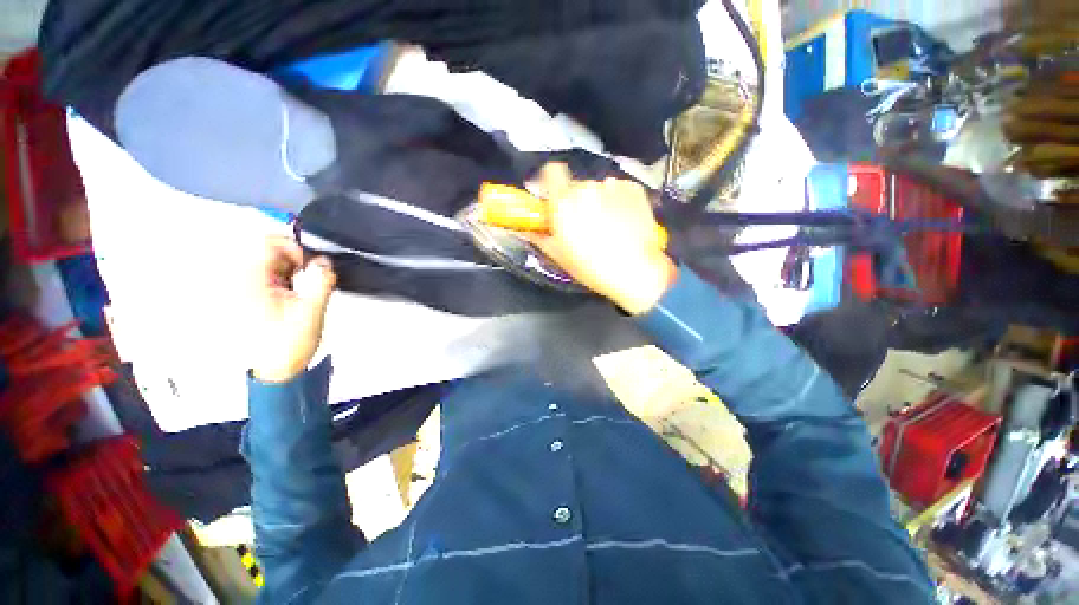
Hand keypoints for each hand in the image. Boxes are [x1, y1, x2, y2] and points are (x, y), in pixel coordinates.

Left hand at [244, 236, 336, 382]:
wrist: (277, 368)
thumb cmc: (289, 343)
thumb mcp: (312, 310)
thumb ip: (321, 282)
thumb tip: (326, 262)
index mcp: (251, 283)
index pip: (267, 244)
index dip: (294, 248)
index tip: (312, 263)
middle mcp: (242, 282)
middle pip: (268, 251)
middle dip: (295, 260)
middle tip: (311, 276)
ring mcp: (245, 290)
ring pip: (270, 263)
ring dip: (292, 270)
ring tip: (302, 289)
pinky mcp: (251, 297)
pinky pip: (269, 275)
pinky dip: (286, 279)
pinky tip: (294, 294)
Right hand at [526, 163, 676, 314]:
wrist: (635, 271)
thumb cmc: (590, 266)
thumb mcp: (558, 255)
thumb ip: (538, 237)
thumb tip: (523, 229)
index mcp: (564, 201)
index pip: (552, 171)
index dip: (552, 182)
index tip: (555, 198)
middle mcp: (587, 187)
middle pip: (577, 186)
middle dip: (577, 201)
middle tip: (584, 224)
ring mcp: (613, 187)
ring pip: (599, 189)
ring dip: (599, 201)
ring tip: (608, 225)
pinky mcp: (635, 190)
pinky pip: (619, 190)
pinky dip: (618, 201)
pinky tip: (624, 221)